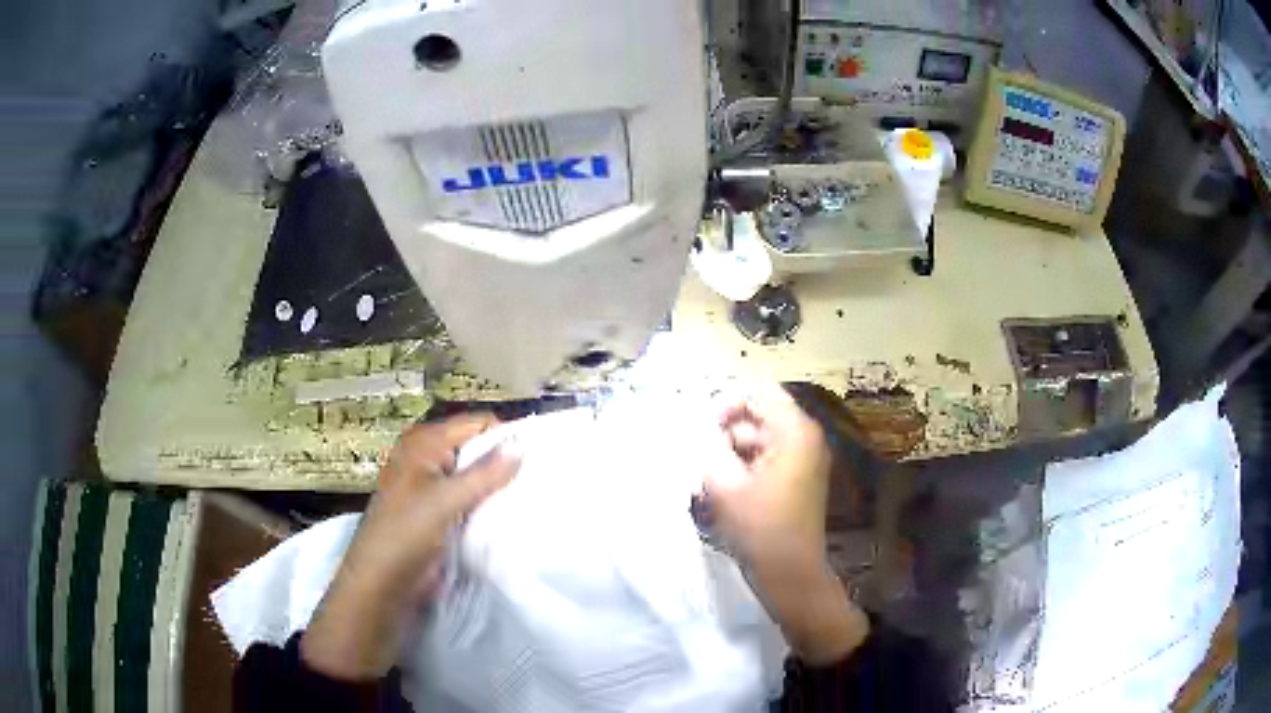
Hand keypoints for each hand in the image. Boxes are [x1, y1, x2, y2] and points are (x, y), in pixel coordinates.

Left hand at [302, 414, 519, 679]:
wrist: (382, 582)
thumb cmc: (407, 532)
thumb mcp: (447, 500)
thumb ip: (486, 473)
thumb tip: (522, 443)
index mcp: (424, 443)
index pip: (475, 424)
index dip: (504, 436)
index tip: (537, 456)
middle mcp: (428, 458)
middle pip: (475, 449)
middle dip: (503, 462)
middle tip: (539, 478)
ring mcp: (432, 487)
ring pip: (474, 477)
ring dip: (497, 487)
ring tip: (531, 497)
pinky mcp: (438, 514)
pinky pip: (469, 500)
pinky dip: (487, 505)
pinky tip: (510, 515)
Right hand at [706, 382, 867, 663]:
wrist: (790, 574)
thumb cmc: (760, 528)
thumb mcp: (725, 484)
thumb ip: (708, 445)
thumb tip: (695, 423)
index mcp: (795, 431)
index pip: (758, 391)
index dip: (726, 402)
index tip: (702, 430)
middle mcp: (805, 437)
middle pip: (758, 413)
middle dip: (725, 431)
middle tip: (701, 456)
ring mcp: (802, 458)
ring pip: (758, 437)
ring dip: (730, 451)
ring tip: (709, 477)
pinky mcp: (796, 477)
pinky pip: (764, 457)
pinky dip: (742, 466)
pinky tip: (723, 489)